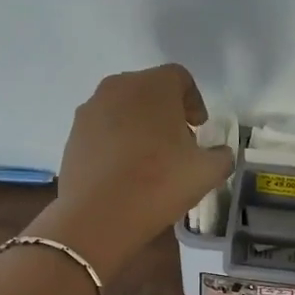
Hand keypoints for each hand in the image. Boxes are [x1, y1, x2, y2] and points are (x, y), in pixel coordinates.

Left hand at [33, 64, 233, 280]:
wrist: (98, 216)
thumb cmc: (159, 183)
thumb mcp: (207, 172)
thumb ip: (221, 156)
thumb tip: (218, 153)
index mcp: (153, 86)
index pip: (179, 78)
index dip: (193, 101)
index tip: (198, 128)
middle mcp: (118, 87)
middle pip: (149, 90)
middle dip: (166, 112)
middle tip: (178, 143)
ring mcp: (90, 110)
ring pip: (123, 108)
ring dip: (140, 125)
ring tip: (150, 159)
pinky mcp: (73, 134)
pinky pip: (103, 129)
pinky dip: (116, 141)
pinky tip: (124, 171)